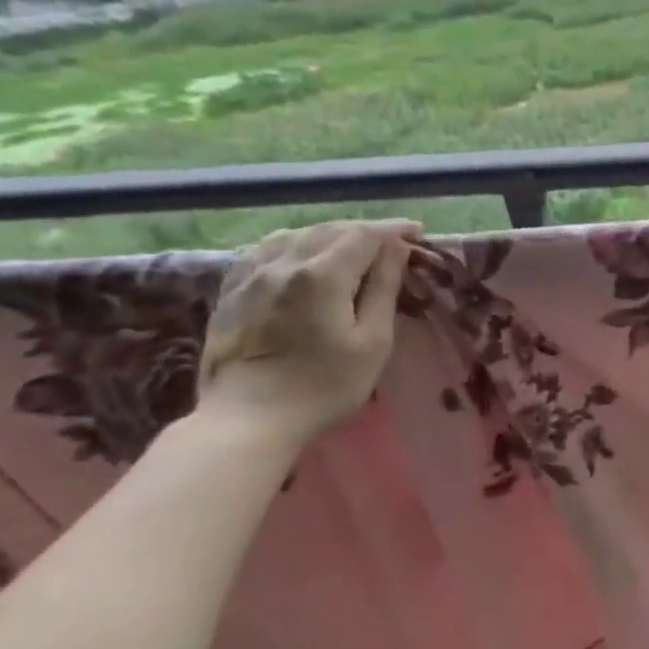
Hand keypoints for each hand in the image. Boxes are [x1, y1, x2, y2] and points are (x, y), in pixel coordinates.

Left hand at [198, 219, 423, 448]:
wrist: (248, 419)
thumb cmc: (324, 386)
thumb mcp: (372, 342)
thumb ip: (383, 289)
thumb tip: (396, 249)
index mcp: (322, 275)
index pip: (364, 235)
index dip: (393, 229)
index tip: (417, 231)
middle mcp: (283, 263)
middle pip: (330, 230)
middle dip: (364, 231)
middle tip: (391, 243)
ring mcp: (250, 275)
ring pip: (295, 235)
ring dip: (329, 235)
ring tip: (350, 248)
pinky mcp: (231, 291)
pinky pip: (265, 250)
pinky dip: (293, 244)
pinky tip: (300, 256)